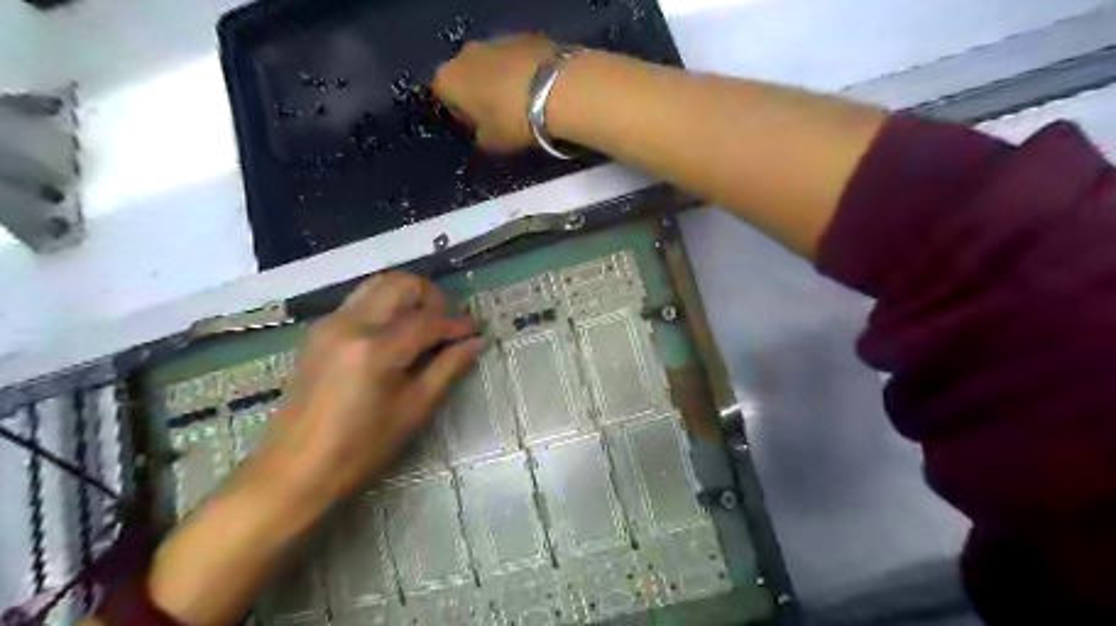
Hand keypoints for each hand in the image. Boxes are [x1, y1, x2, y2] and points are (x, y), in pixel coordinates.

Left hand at [267, 273, 487, 497]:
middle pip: (400, 284)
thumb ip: (447, 369)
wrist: (293, 471)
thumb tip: (476, 342)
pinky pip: (360, 302)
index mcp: (376, 348)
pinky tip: (396, 335)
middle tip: (447, 324)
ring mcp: (329, 324)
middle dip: (432, 296)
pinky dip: (385, 306)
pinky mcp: (318, 332)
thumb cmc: (360, 448)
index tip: (475, 331)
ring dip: (407, 296)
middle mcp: (350, 324)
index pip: (428, 321)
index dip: (457, 324)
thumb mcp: (413, 410)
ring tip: (425, 325)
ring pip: (377, 286)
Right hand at [434, 33, 558, 151]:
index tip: (479, 129)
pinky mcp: (526, 36)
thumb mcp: (491, 144)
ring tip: (523, 104)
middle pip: (467, 76)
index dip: (461, 116)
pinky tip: (539, 90)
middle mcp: (464, 53)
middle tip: (501, 117)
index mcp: (447, 79)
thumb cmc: (513, 121)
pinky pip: (517, 59)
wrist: (559, 90)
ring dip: (502, 81)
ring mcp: (496, 39)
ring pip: (492, 65)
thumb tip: (483, 134)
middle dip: (480, 94)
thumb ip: (480, 138)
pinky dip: (523, 72)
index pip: (444, 98)